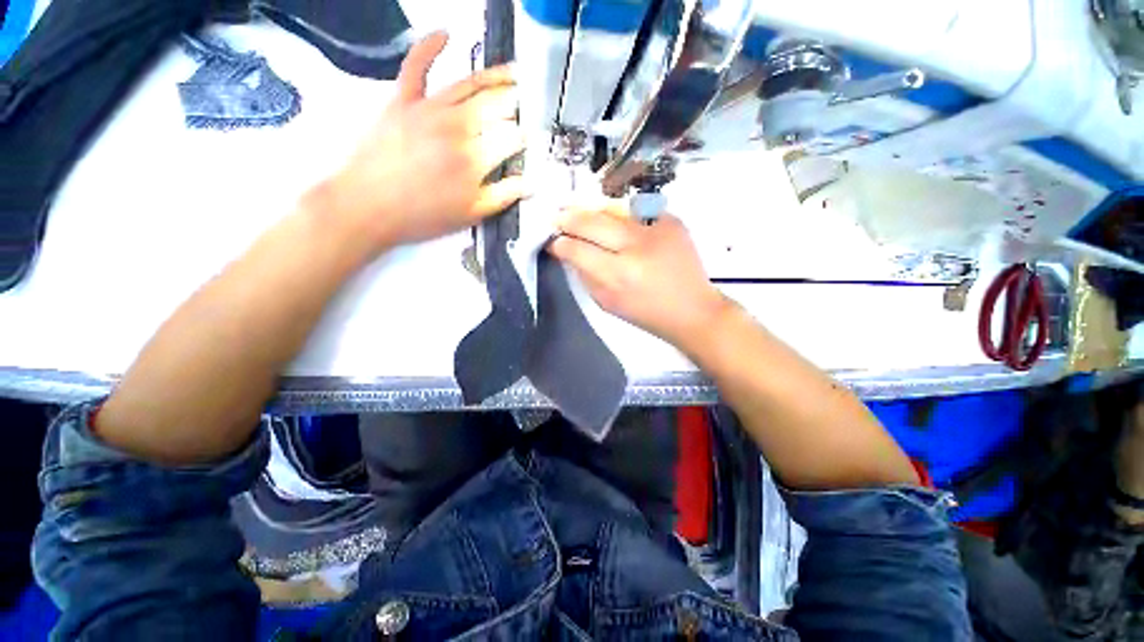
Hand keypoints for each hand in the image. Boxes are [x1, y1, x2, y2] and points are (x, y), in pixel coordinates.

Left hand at [320, 32, 526, 253]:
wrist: (368, 207)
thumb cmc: (423, 215)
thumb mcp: (471, 215)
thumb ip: (503, 196)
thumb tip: (530, 182)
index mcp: (474, 158)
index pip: (512, 138)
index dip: (526, 139)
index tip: (532, 140)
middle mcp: (456, 126)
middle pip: (496, 107)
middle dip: (516, 106)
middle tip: (528, 105)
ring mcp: (428, 108)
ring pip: (469, 84)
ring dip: (495, 76)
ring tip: (514, 73)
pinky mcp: (402, 100)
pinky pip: (416, 66)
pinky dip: (429, 46)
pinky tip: (445, 34)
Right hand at [550, 202, 730, 349]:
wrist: (693, 308)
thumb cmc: (646, 312)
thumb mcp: (607, 302)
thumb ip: (585, 275)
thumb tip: (568, 251)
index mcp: (618, 274)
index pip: (577, 249)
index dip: (560, 243)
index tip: (553, 241)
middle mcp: (635, 246)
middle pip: (591, 221)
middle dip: (569, 218)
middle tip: (558, 217)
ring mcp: (655, 228)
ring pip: (611, 208)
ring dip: (591, 211)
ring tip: (580, 213)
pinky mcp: (671, 219)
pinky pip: (635, 210)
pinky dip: (619, 214)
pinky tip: (614, 221)